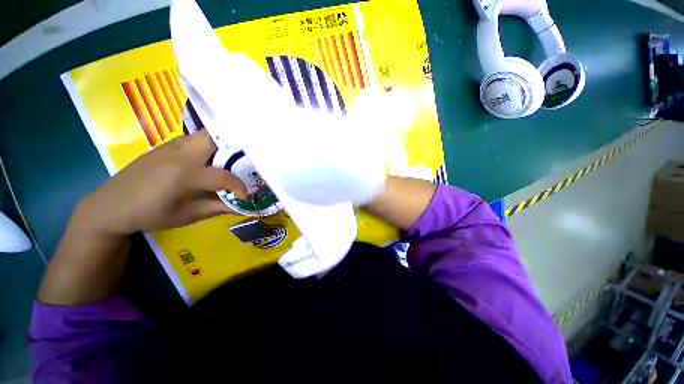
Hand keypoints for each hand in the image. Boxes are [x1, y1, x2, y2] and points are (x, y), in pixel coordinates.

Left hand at [76, 129, 246, 235]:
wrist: (109, 205)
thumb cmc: (148, 214)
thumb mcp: (185, 216)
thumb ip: (217, 208)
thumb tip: (241, 207)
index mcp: (183, 175)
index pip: (223, 176)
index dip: (239, 187)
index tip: (245, 195)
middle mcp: (179, 154)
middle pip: (214, 137)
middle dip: (233, 146)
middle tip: (244, 163)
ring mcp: (171, 146)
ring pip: (204, 135)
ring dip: (221, 145)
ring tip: (230, 161)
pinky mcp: (165, 146)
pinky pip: (193, 139)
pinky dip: (207, 146)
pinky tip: (207, 161)